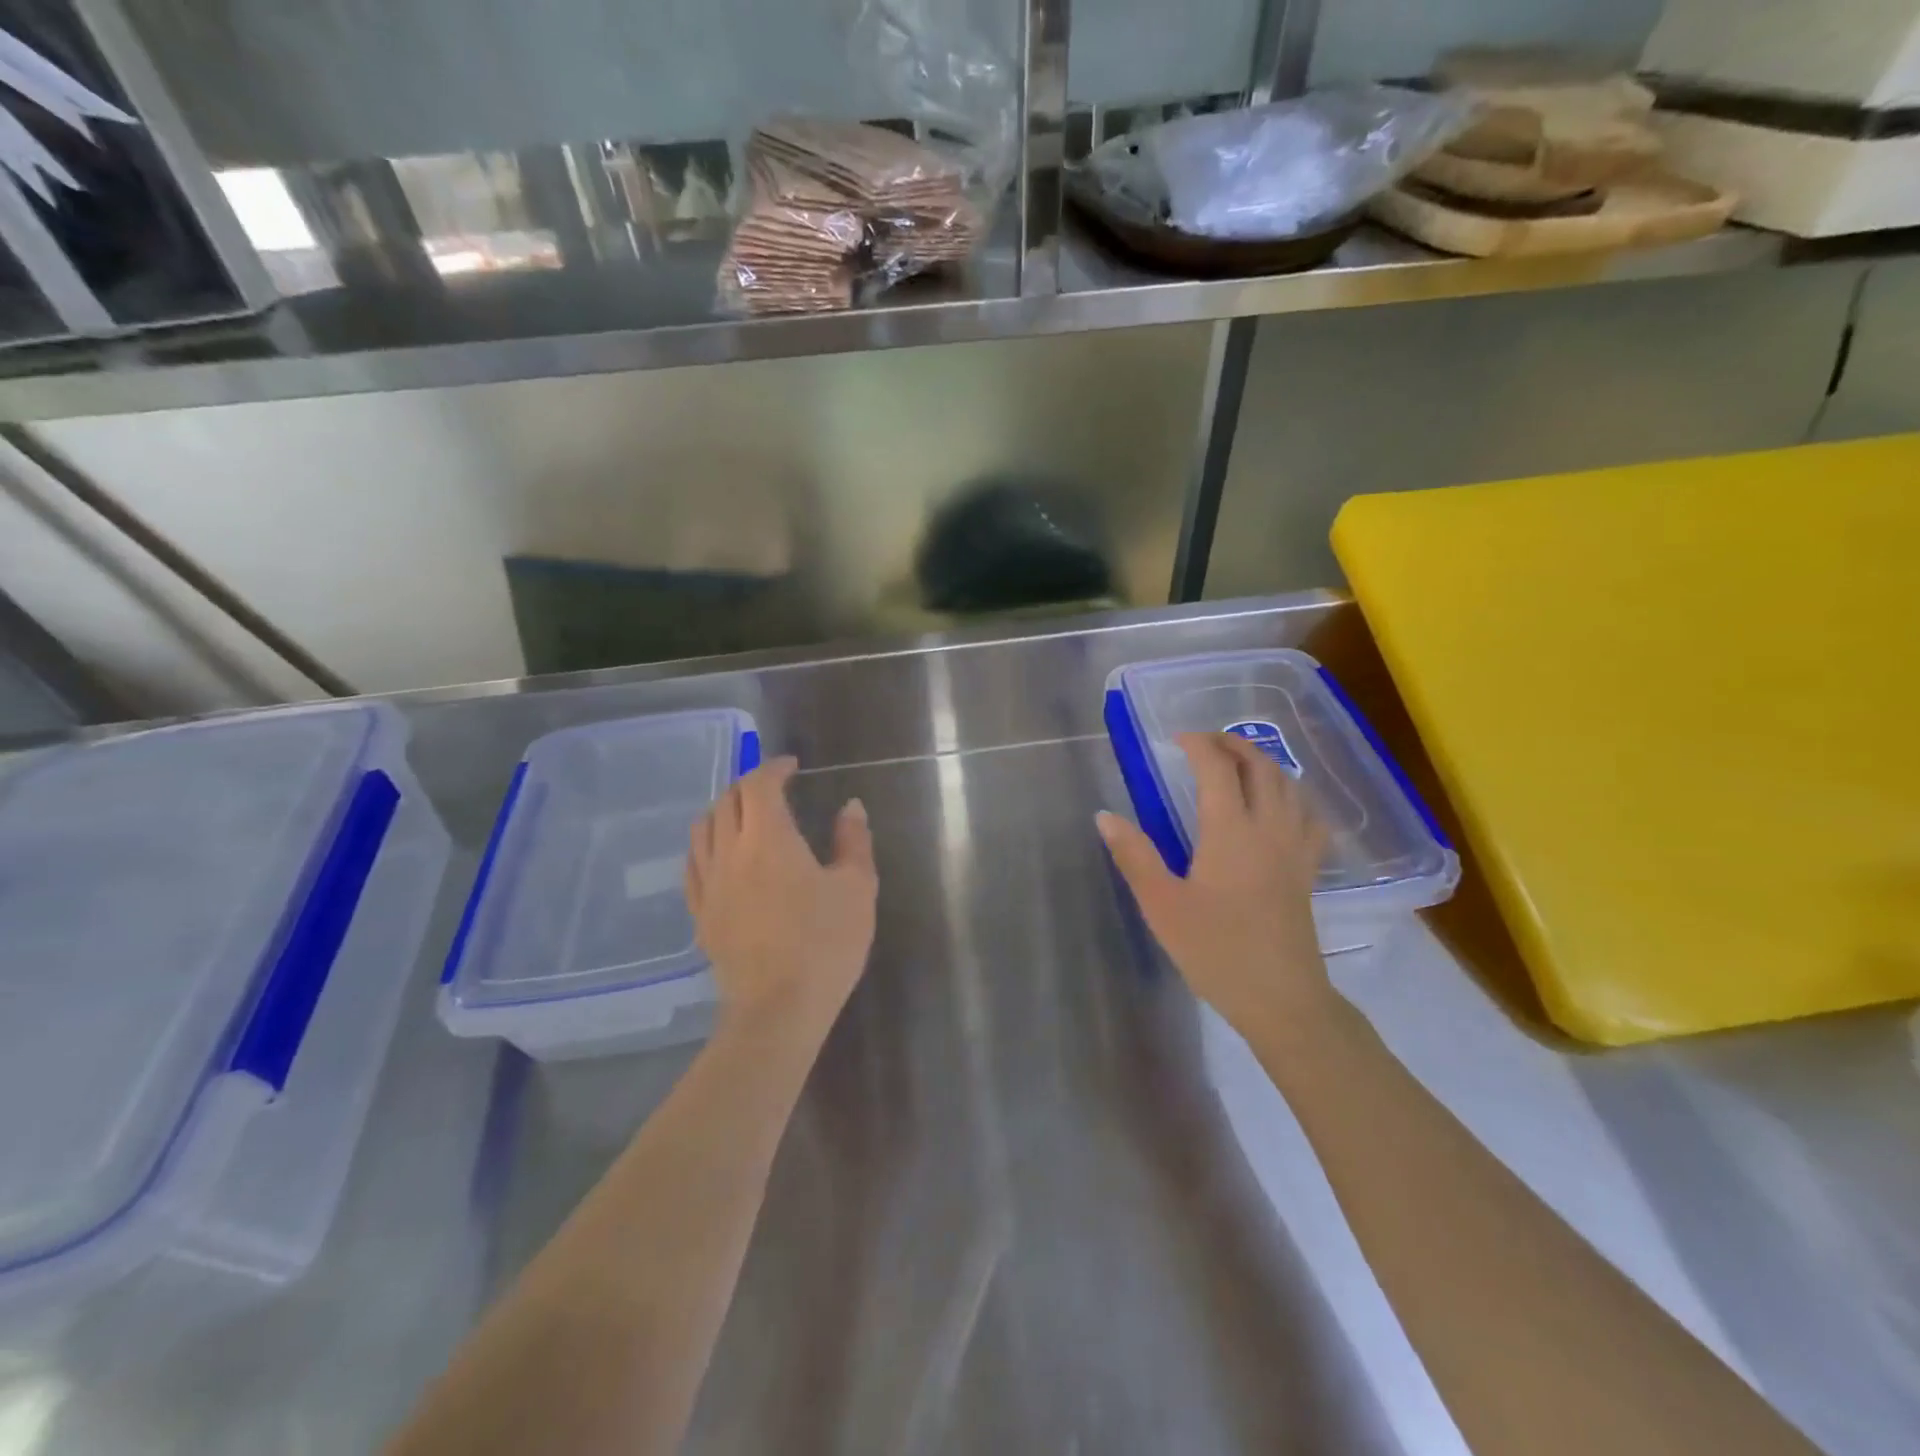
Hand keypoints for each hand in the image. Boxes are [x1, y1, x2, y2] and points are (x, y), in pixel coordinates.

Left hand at [686, 757, 877, 1037]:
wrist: (778, 1010)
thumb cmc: (825, 944)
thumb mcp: (857, 888)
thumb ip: (853, 841)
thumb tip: (850, 807)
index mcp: (768, 838)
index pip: (759, 785)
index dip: (774, 768)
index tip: (792, 766)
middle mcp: (730, 852)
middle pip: (727, 801)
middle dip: (749, 785)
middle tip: (774, 788)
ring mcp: (709, 884)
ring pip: (702, 829)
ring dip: (723, 810)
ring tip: (745, 816)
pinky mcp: (700, 914)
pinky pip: (693, 865)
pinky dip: (706, 845)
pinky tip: (720, 855)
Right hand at [1099, 732, 1334, 1039]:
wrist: (1281, 999)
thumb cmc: (1216, 951)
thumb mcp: (1162, 905)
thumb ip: (1134, 856)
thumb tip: (1105, 815)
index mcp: (1230, 832)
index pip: (1218, 768)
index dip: (1198, 744)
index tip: (1175, 739)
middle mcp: (1268, 829)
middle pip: (1260, 767)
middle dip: (1232, 745)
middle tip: (1203, 743)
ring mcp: (1294, 849)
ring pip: (1289, 786)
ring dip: (1262, 763)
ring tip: (1237, 763)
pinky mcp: (1307, 870)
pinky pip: (1308, 816)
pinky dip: (1293, 795)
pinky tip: (1281, 805)